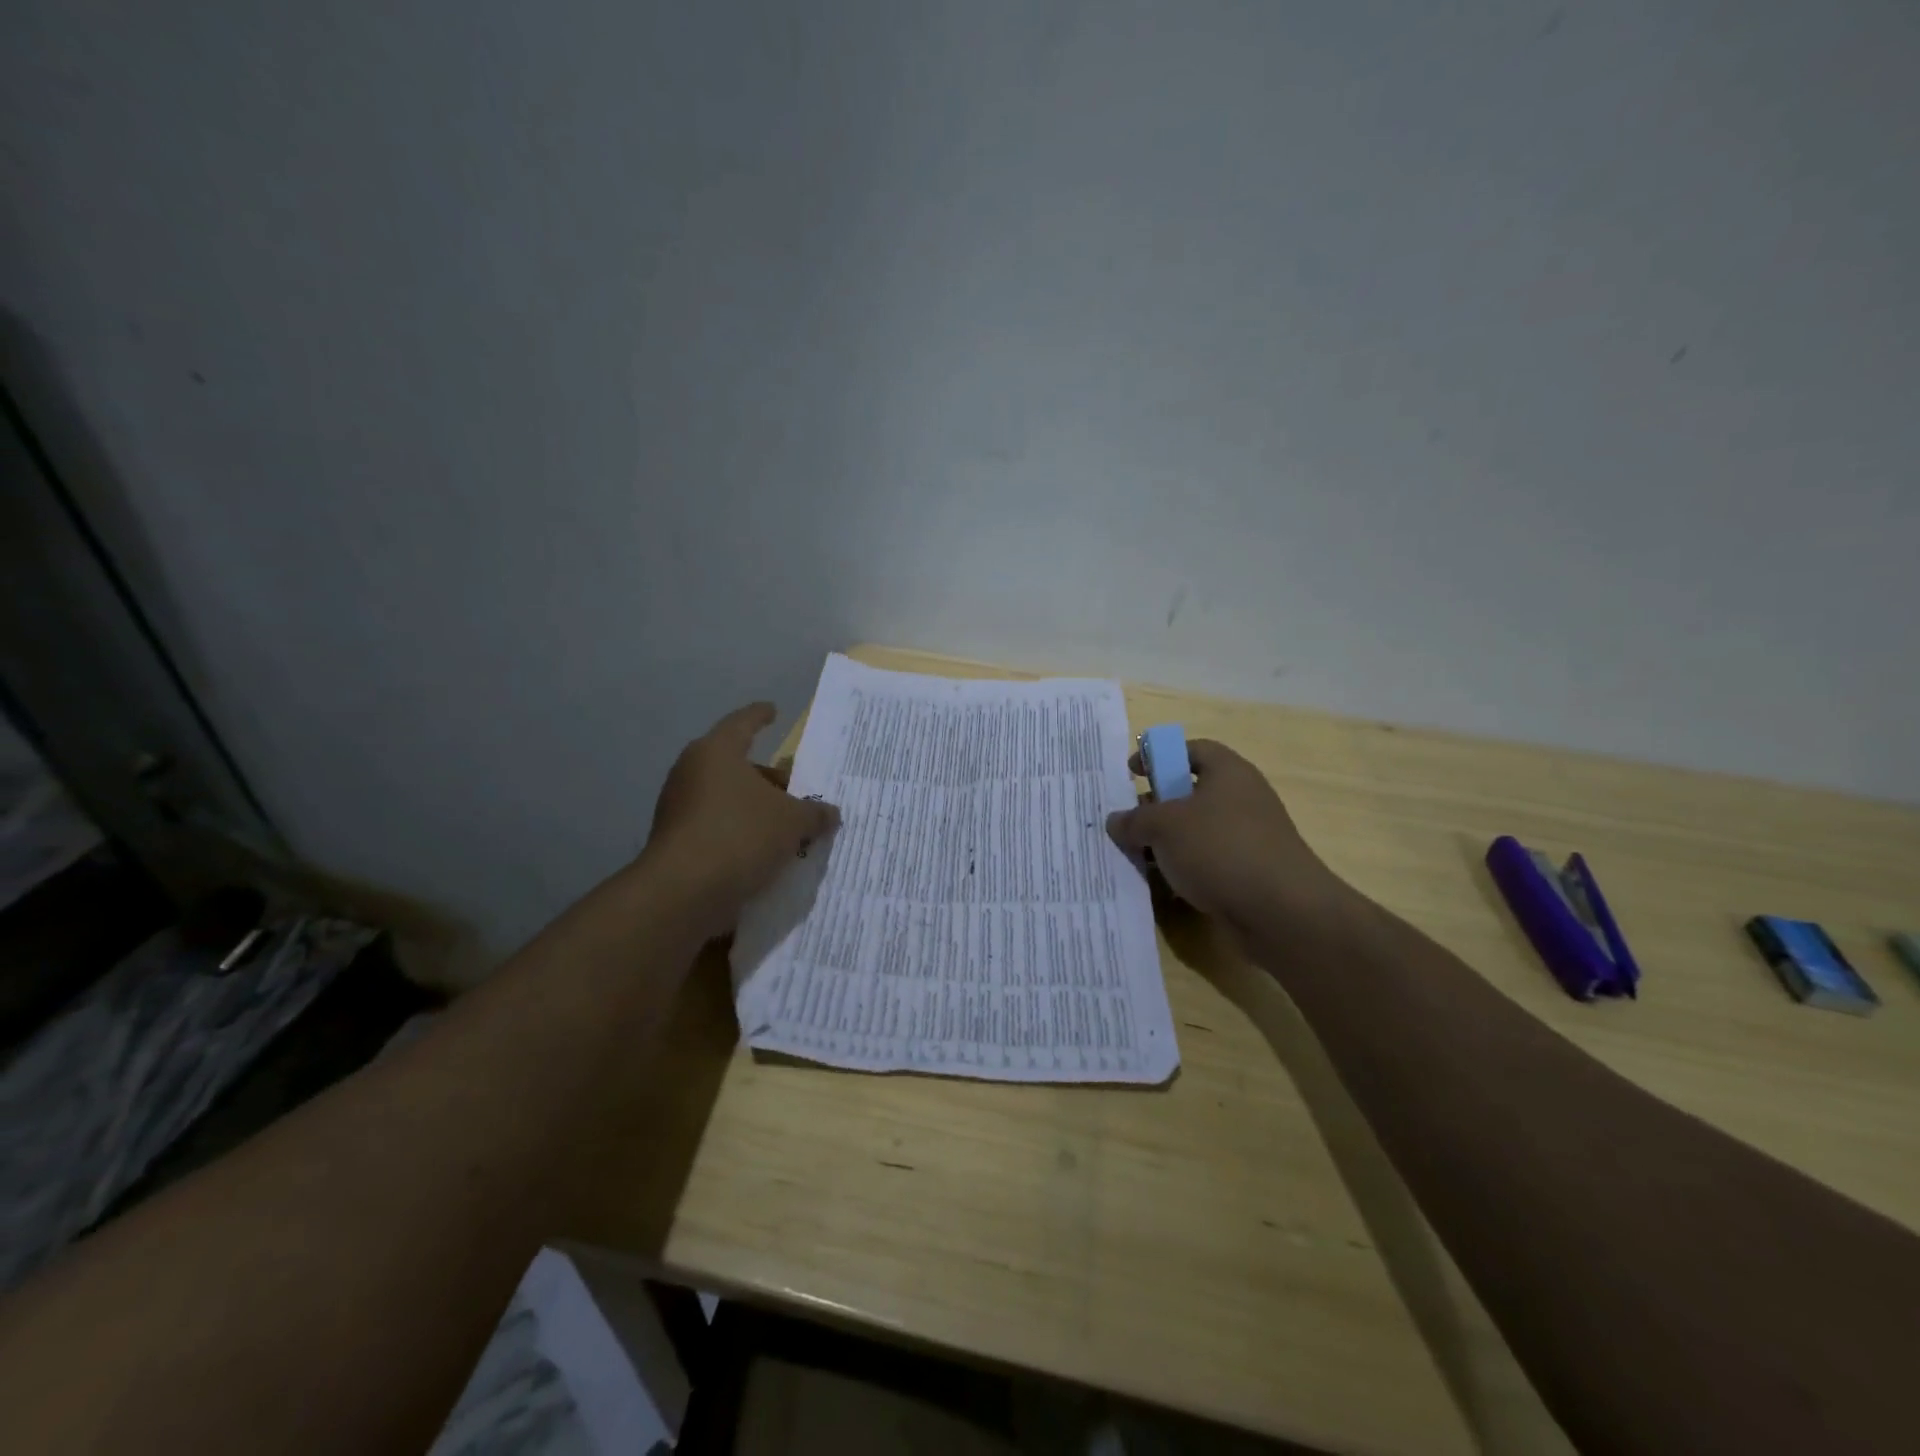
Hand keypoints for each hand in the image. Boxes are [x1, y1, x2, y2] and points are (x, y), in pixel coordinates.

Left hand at [642, 703, 838, 937]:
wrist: (683, 892)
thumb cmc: (741, 835)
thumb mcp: (792, 822)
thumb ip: (814, 813)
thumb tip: (831, 812)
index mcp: (717, 752)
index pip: (743, 723)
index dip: (761, 716)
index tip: (773, 710)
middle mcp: (692, 772)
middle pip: (736, 764)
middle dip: (767, 777)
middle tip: (794, 788)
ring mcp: (678, 807)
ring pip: (726, 797)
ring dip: (754, 807)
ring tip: (785, 825)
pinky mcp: (675, 840)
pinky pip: (716, 824)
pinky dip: (739, 830)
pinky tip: (763, 850)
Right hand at [1106, 740, 1340, 930]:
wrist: (1281, 911)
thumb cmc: (1220, 849)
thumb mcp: (1164, 827)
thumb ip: (1134, 820)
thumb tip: (1116, 821)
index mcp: (1228, 772)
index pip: (1192, 749)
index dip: (1159, 756)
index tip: (1132, 774)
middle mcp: (1242, 798)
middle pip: (1191, 792)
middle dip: (1156, 806)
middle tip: (1128, 822)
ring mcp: (1249, 837)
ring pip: (1197, 831)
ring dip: (1167, 843)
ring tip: (1136, 857)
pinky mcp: (1250, 872)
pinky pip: (1209, 861)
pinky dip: (1185, 869)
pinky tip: (1164, 885)